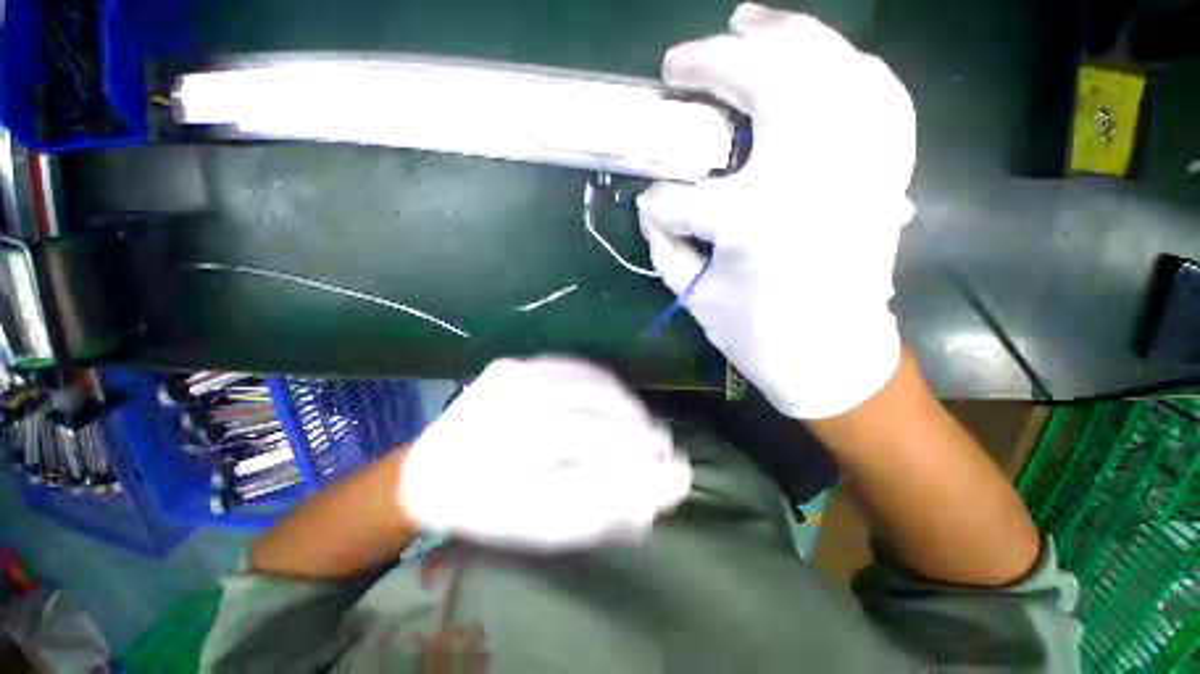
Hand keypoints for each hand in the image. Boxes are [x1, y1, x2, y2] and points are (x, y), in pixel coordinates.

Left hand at [399, 357, 692, 551]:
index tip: (667, 460)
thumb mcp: (545, 524)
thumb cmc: (488, 508)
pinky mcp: (513, 362)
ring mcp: (514, 371)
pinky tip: (613, 400)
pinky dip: (600, 382)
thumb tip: (665, 483)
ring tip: (640, 424)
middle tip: (658, 443)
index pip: (597, 436)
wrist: (430, 472)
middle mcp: (518, 394)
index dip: (637, 447)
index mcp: (520, 438)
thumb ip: (608, 504)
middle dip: (636, 423)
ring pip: (589, 378)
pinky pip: (571, 365)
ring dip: (623, 401)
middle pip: (596, 401)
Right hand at [638, 4, 916, 418]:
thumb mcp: (696, 295)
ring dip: (782, 33)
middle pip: (765, 83)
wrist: (835, 356)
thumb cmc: (759, 335)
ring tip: (746, 21)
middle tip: (679, 64)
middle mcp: (814, 173)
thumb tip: (651, 206)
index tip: (651, 207)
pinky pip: (877, 90)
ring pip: (829, 63)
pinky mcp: (884, 169)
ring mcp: (860, 161)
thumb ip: (665, 244)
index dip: (660, 202)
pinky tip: (818, 58)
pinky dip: (844, 64)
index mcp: (754, 218)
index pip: (683, 196)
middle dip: (713, 64)